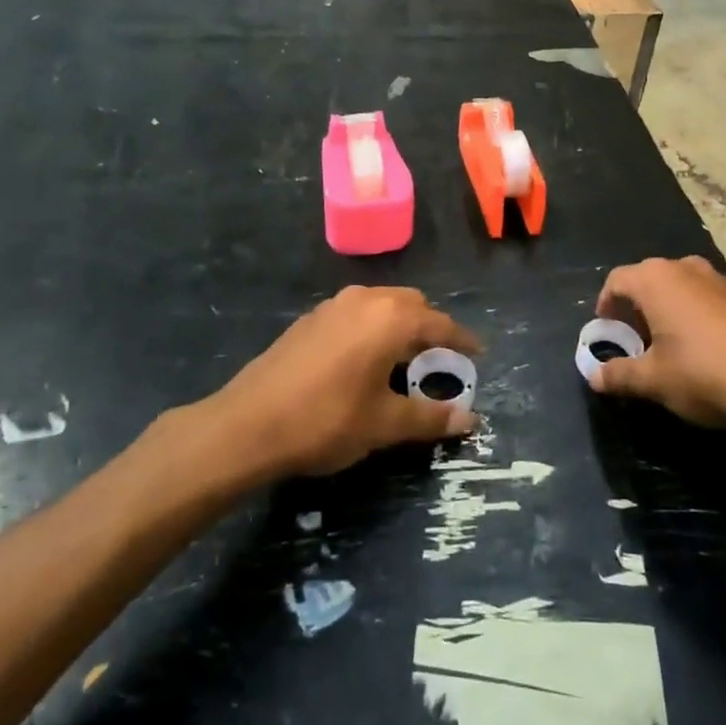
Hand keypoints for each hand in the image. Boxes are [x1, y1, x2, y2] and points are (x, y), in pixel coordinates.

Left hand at [212, 286, 481, 477]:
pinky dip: (372, 328)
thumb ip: (430, 417)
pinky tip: (363, 360)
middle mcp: (365, 299)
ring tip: (403, 360)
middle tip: (439, 361)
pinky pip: (356, 313)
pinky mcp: (310, 319)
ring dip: (400, 325)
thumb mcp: (384, 424)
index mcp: (391, 318)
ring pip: (381, 304)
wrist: (247, 425)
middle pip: (412, 305)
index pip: (440, 324)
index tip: (478, 354)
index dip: (462, 341)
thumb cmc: (326, 421)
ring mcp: (333, 305)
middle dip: (430, 329)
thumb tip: (470, 419)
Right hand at [588, 256, 725, 426]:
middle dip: (639, 309)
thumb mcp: (653, 381)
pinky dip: (701, 317)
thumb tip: (594, 377)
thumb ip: (619, 375)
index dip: (606, 305)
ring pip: (684, 288)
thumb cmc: (704, 373)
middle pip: (651, 281)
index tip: (608, 331)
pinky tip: (711, 352)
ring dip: (671, 311)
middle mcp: (687, 268)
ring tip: (674, 348)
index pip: (617, 280)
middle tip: (638, 342)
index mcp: (656, 280)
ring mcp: (722, 280)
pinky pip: (712, 300)